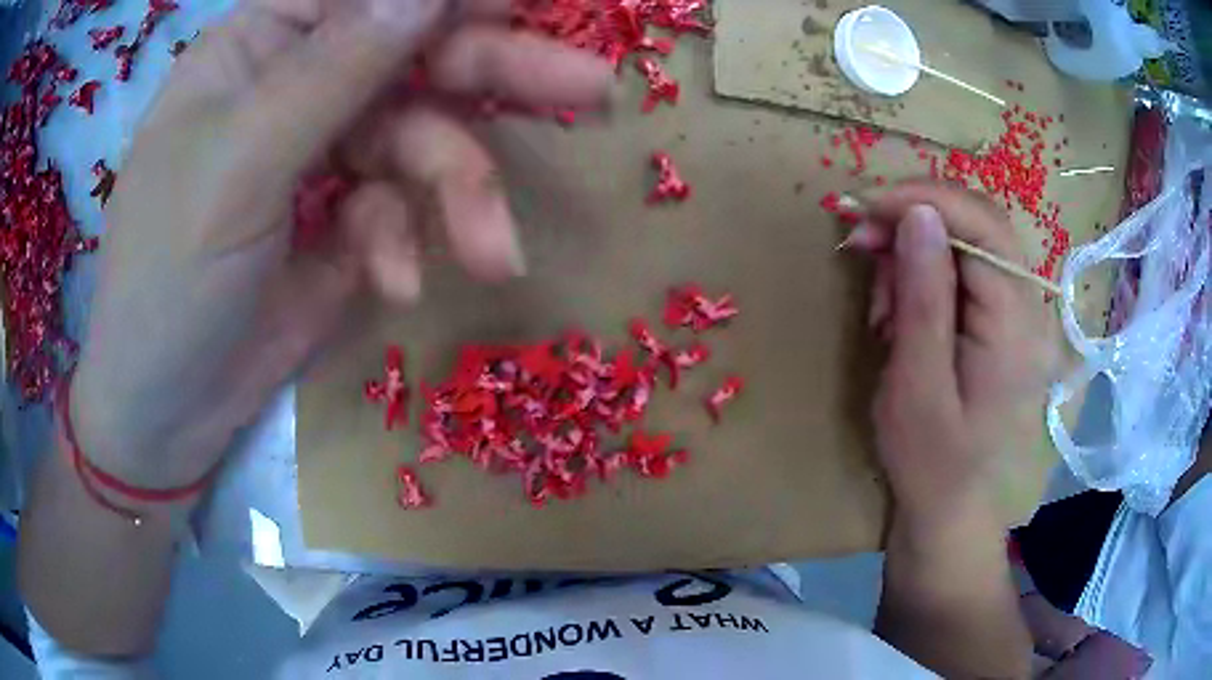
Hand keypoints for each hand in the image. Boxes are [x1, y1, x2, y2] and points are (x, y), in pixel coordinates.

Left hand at [70, 0, 613, 490]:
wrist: (166, 412)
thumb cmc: (168, 277)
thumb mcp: (239, 162)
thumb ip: (334, 67)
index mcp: (260, 45)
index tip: (527, 4)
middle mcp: (298, 84)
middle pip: (416, 53)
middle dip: (500, 72)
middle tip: (588, 86)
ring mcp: (325, 153)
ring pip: (424, 140)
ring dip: (462, 194)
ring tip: (492, 254)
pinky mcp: (344, 219)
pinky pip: (402, 208)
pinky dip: (407, 244)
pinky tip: (391, 288)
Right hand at [848, 182, 1059, 530]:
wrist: (953, 512)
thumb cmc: (932, 463)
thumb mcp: (917, 386)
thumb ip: (924, 297)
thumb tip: (918, 213)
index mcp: (1016, 322)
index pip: (981, 224)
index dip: (922, 199)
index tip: (863, 208)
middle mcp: (1027, 305)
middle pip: (976, 223)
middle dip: (914, 220)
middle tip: (862, 245)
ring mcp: (1017, 312)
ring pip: (965, 243)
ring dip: (915, 253)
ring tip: (882, 308)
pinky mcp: (1001, 322)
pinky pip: (963, 272)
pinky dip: (924, 277)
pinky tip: (900, 314)